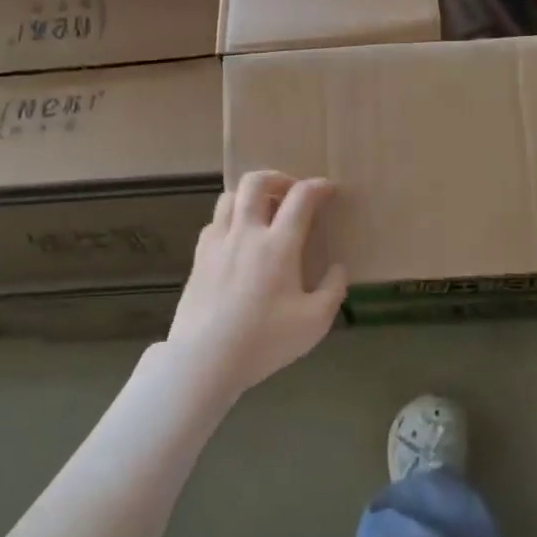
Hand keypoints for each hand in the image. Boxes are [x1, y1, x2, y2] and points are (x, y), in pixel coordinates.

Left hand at [168, 172, 347, 399]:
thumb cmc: (264, 341)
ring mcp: (217, 243)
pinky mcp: (198, 258)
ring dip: (250, 195)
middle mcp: (246, 233)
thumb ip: (332, 290)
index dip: (318, 187)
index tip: (329, 190)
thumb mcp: (314, 322)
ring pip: (230, 196)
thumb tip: (338, 268)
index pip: (301, 198)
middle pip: (256, 182)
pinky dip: (231, 219)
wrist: (204, 360)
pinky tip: (239, 239)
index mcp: (278, 245)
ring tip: (263, 211)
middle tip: (291, 191)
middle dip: (278, 177)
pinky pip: (214, 222)